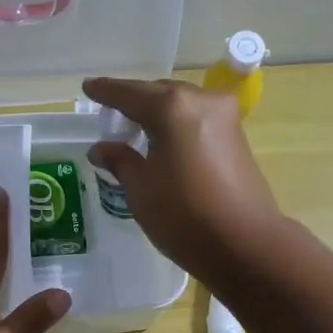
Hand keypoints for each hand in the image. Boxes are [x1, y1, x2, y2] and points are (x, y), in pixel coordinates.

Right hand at [84, 77, 285, 276]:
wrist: (244, 244)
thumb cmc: (184, 217)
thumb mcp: (141, 190)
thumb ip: (119, 161)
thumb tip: (101, 148)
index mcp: (171, 108)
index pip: (129, 93)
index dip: (105, 92)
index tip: (88, 88)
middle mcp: (200, 100)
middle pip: (158, 93)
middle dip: (134, 102)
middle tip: (111, 116)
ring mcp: (224, 116)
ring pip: (181, 105)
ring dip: (157, 114)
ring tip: (135, 131)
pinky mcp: (237, 136)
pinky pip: (197, 120)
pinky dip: (177, 125)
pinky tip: (164, 142)